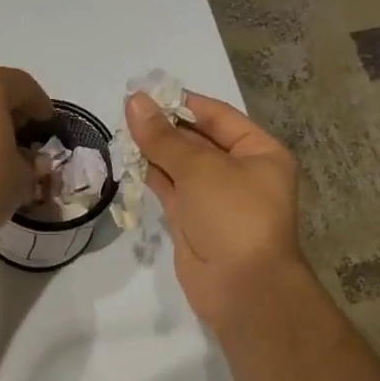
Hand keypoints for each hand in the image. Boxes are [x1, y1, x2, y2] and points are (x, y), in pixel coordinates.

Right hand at [126, 90, 309, 334]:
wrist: (242, 287)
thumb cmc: (233, 216)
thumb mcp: (200, 168)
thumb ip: (163, 137)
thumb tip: (134, 101)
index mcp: (259, 152)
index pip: (218, 116)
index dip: (183, 103)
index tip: (146, 93)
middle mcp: (240, 172)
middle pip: (198, 140)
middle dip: (164, 127)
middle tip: (125, 112)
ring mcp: (215, 198)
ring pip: (180, 166)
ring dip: (153, 151)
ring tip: (120, 131)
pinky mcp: (192, 221)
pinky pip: (170, 190)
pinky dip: (150, 175)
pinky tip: (127, 160)